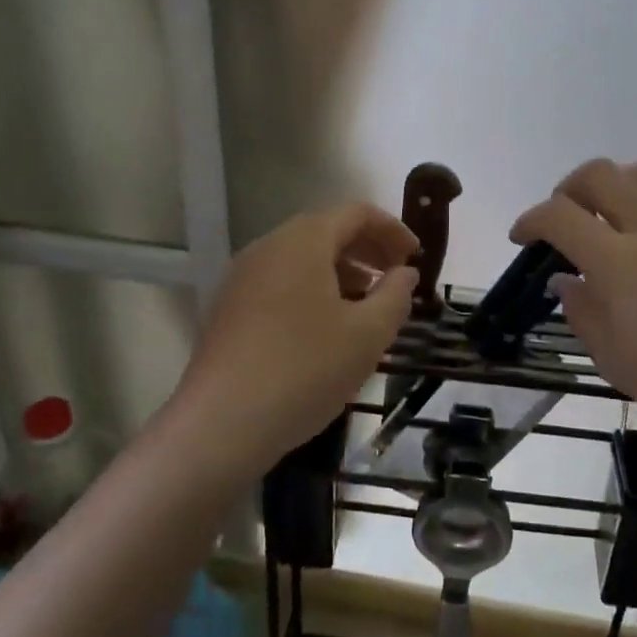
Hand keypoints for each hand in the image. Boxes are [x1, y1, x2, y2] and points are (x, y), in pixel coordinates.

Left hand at [170, 203, 418, 469]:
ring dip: (341, 272)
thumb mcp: (367, 335)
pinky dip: (313, 291)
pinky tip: (327, 329)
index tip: (416, 257)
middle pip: (326, 231)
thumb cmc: (304, 370)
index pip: (355, 212)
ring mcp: (242, 278)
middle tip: (397, 279)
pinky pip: (281, 283)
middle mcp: (268, 247)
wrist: (220, 424)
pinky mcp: (229, 308)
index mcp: (303, 241)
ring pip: (302, 259)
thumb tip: (404, 273)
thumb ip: (395, 296)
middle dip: (367, 250)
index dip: (392, 229)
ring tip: (367, 306)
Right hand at [511, 159, 636, 461]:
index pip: (559, 216)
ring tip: (614, 214)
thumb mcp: (612, 358)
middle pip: (600, 174)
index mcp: (619, 263)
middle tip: (565, 216)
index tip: (522, 237)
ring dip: (618, 185)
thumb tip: (566, 279)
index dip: (531, 219)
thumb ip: (581, 310)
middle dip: (569, 189)